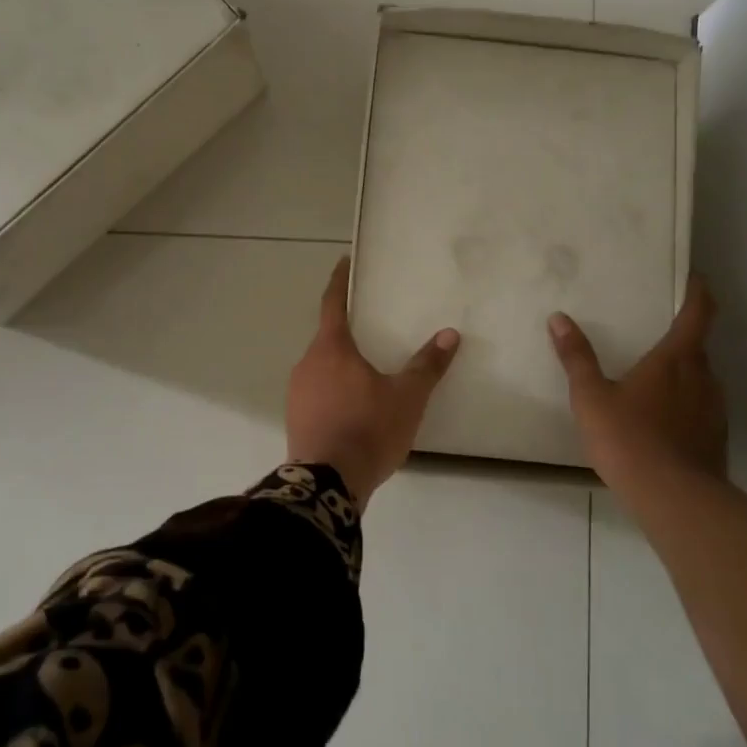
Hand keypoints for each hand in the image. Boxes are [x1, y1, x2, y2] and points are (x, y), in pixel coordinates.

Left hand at [286, 259, 460, 509]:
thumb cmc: (367, 429)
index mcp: (331, 348)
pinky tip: (355, 406)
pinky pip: (317, 391)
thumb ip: (427, 365)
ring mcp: (297, 392)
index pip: (332, 303)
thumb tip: (450, 334)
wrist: (326, 485)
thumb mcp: (407, 397)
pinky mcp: (296, 418)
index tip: (344, 262)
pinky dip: (335, 389)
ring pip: (322, 366)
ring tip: (369, 371)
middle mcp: (307, 363)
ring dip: (342, 364)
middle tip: (372, 326)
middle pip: (328, 337)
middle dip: (347, 330)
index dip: (339, 281)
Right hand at [548, 279, 728, 489]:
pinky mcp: (717, 438)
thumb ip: (576, 357)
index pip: (698, 313)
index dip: (699, 292)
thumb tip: (558, 318)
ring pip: (701, 380)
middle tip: (654, 336)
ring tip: (653, 382)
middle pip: (698, 347)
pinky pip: (701, 409)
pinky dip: (685, 406)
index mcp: (676, 359)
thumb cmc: (629, 438)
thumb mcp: (591, 397)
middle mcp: (704, 377)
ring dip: (682, 375)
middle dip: (680, 338)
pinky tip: (662, 423)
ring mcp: (715, 409)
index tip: (695, 279)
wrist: (675, 500)